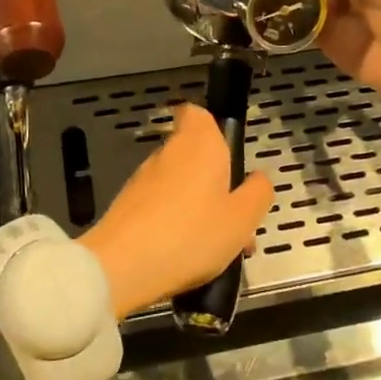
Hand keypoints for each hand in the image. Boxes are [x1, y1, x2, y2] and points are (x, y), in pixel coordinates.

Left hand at [79, 106, 274, 319]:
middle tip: (236, 221)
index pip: (198, 113)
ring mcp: (144, 177)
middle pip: (195, 155)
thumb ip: (258, 193)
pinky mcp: (128, 204)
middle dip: (216, 183)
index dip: (214, 130)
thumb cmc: (191, 234)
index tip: (230, 160)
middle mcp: (169, 152)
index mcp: (199, 143)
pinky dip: (176, 223)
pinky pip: (162, 205)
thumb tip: (259, 178)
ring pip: (181, 183)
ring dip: (199, 207)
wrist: (122, 266)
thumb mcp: (242, 219)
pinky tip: (187, 257)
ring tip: (217, 250)